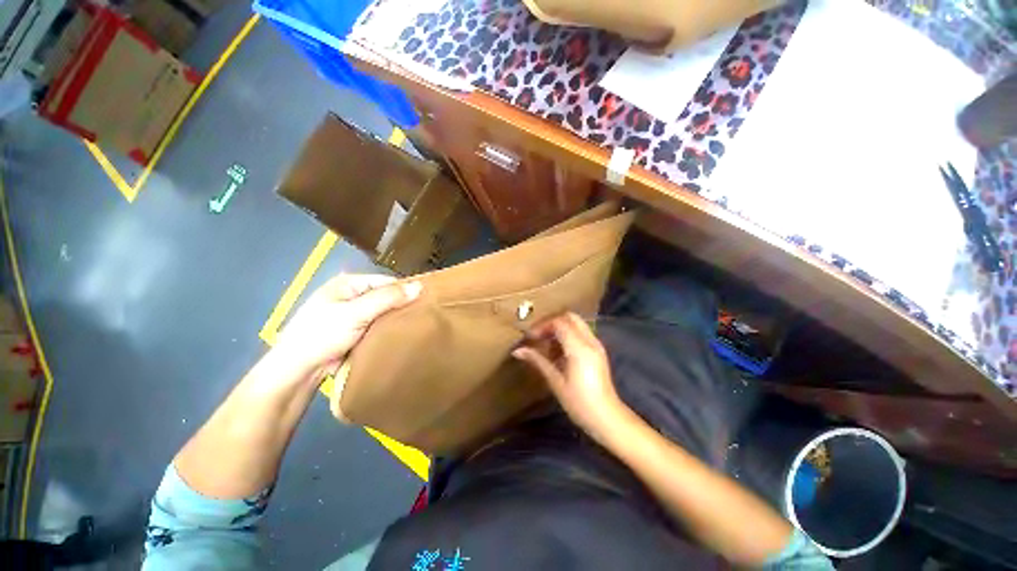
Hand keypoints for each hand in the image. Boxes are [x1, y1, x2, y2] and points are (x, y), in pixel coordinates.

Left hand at [273, 274, 421, 381]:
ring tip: (419, 325)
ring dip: (396, 319)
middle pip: (385, 297)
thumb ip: (388, 298)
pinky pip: (378, 327)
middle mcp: (352, 296)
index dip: (406, 289)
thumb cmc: (323, 334)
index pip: (386, 281)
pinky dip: (388, 330)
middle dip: (402, 306)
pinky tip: (403, 335)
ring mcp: (353, 315)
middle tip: (425, 314)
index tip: (427, 300)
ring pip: (383, 313)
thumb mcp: (356, 313)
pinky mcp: (355, 332)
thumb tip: (420, 286)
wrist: (298, 370)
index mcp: (348, 284)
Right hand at [512, 313, 627, 443]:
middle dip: (551, 322)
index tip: (530, 338)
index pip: (559, 323)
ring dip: (559, 329)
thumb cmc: (579, 403)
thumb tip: (517, 351)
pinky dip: (568, 335)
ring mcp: (596, 345)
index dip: (542, 326)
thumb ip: (538, 361)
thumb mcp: (555, 381)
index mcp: (579, 348)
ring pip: (576, 324)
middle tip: (538, 336)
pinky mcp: (598, 351)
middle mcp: (590, 341)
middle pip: (569, 317)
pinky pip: (581, 333)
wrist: (607, 418)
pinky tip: (559, 353)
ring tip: (547, 347)